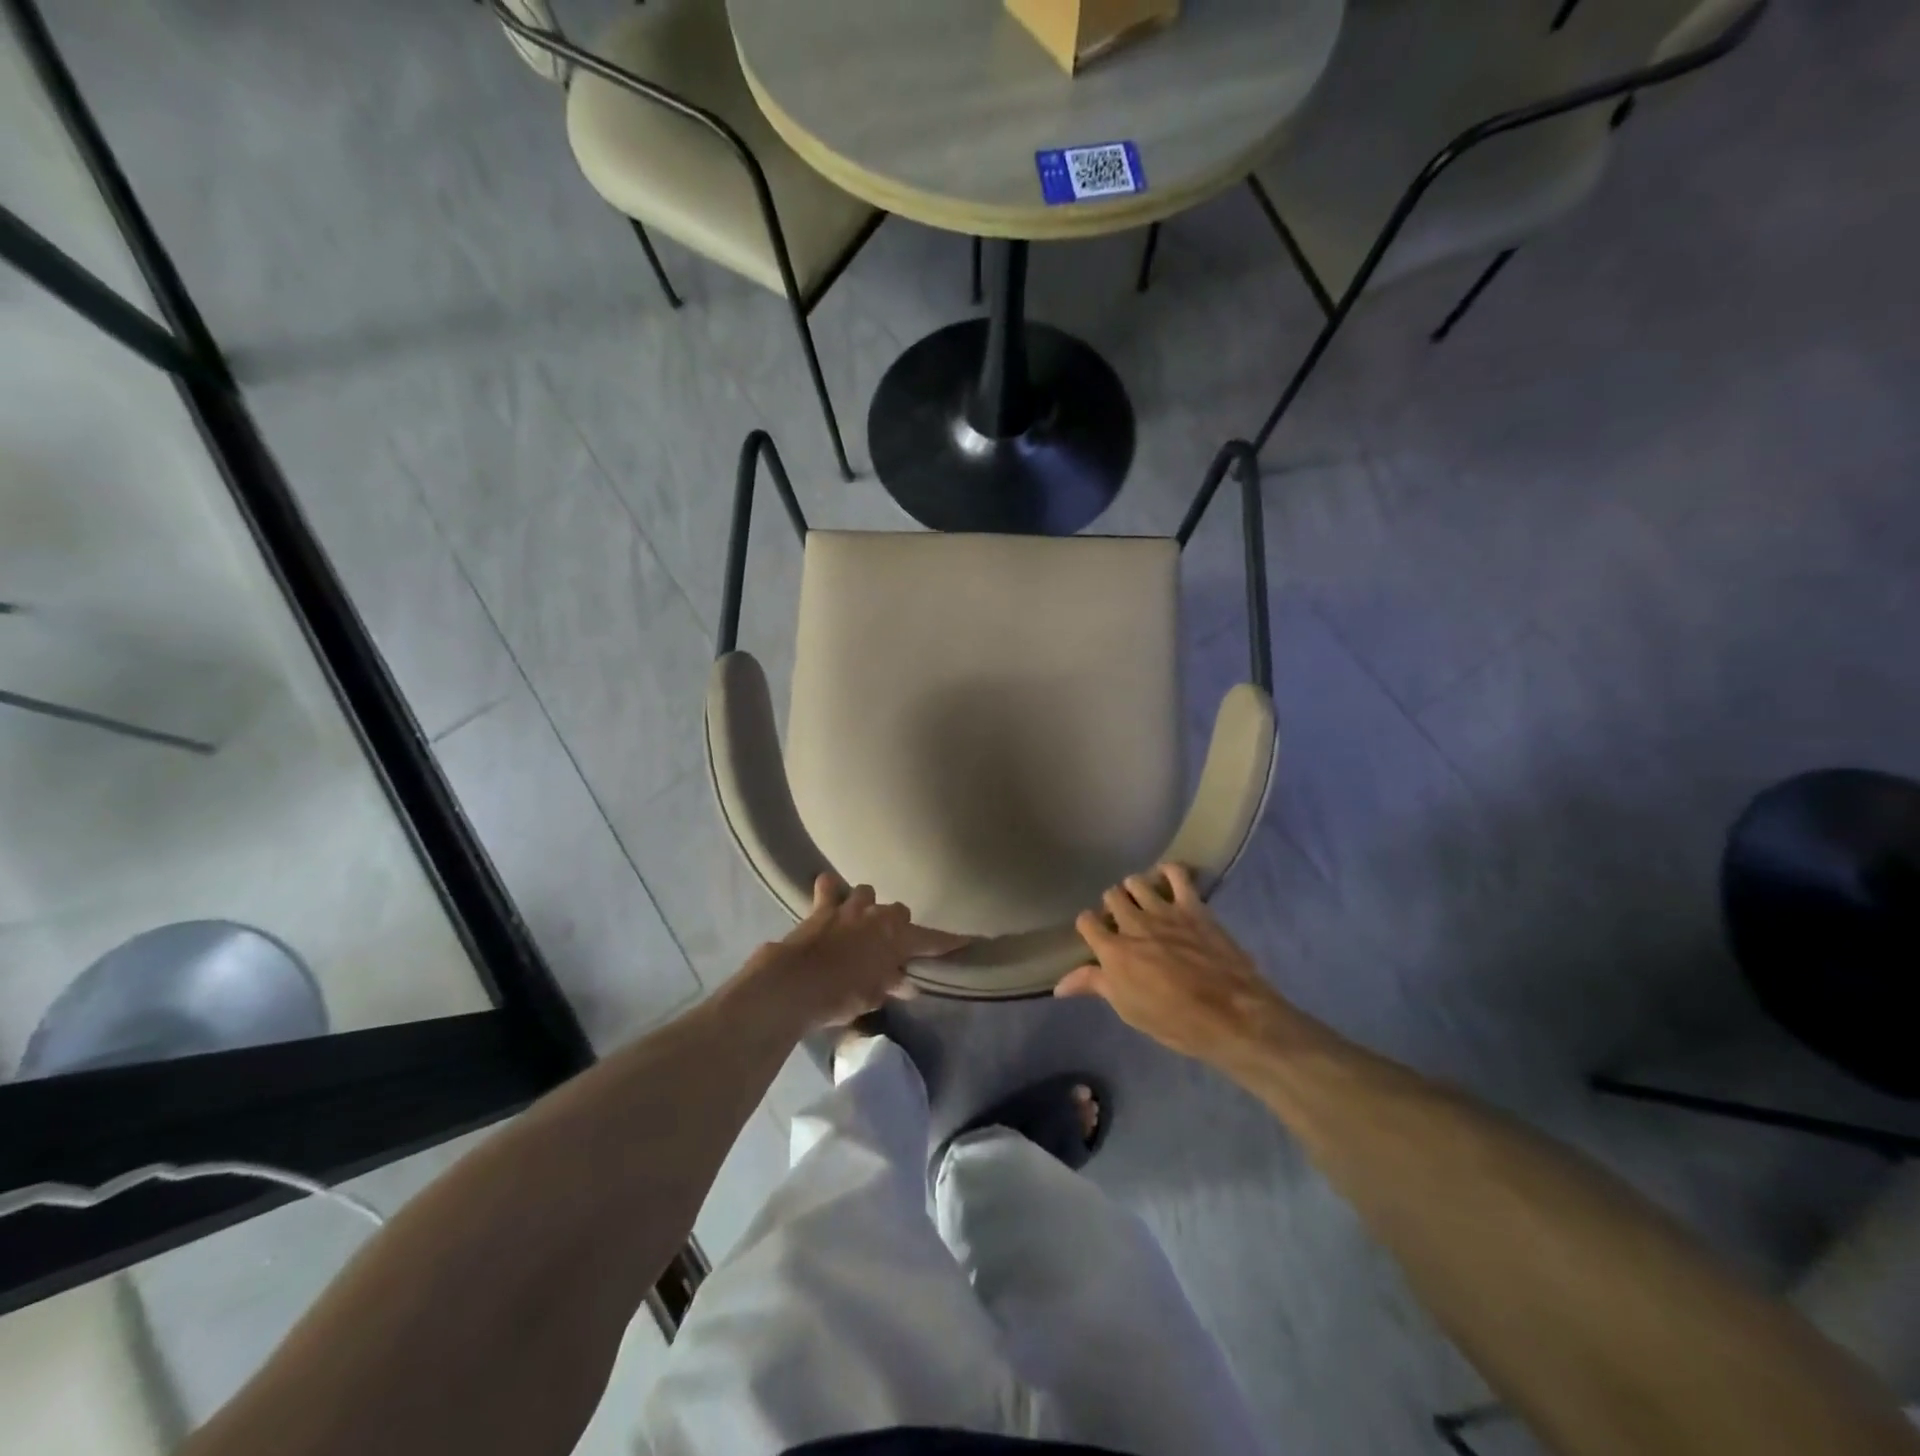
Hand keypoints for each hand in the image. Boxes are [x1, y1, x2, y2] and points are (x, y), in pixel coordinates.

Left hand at [743, 874, 970, 1027]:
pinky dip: (830, 890)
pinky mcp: (821, 907)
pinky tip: (830, 896)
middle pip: (899, 911)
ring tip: (862, 919)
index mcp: (896, 937)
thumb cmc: (841, 995)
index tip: (968, 940)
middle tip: (892, 944)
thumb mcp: (873, 996)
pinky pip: (828, 887)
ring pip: (866, 892)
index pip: (931, 939)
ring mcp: (849, 907)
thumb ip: (891, 984)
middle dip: (898, 925)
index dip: (950, 941)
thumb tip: (908, 984)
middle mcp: (877, 915)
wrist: (794, 983)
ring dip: (867, 904)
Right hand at [1058, 864, 1287, 1064]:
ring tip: (1144, 902)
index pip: (1086, 921)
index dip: (1089, 926)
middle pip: (1111, 897)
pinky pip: (1176, 873)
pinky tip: (1167, 879)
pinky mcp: (1192, 906)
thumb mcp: (1128, 1010)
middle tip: (1124, 922)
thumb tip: (1058, 985)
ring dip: (1136, 890)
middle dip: (1113, 907)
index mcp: (1113, 951)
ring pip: (1136, 882)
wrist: (1231, 1016)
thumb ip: (1094, 986)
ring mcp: (1163, 911)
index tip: (1097, 936)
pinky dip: (1169, 871)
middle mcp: (1132, 924)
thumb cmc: (1175, 1022)